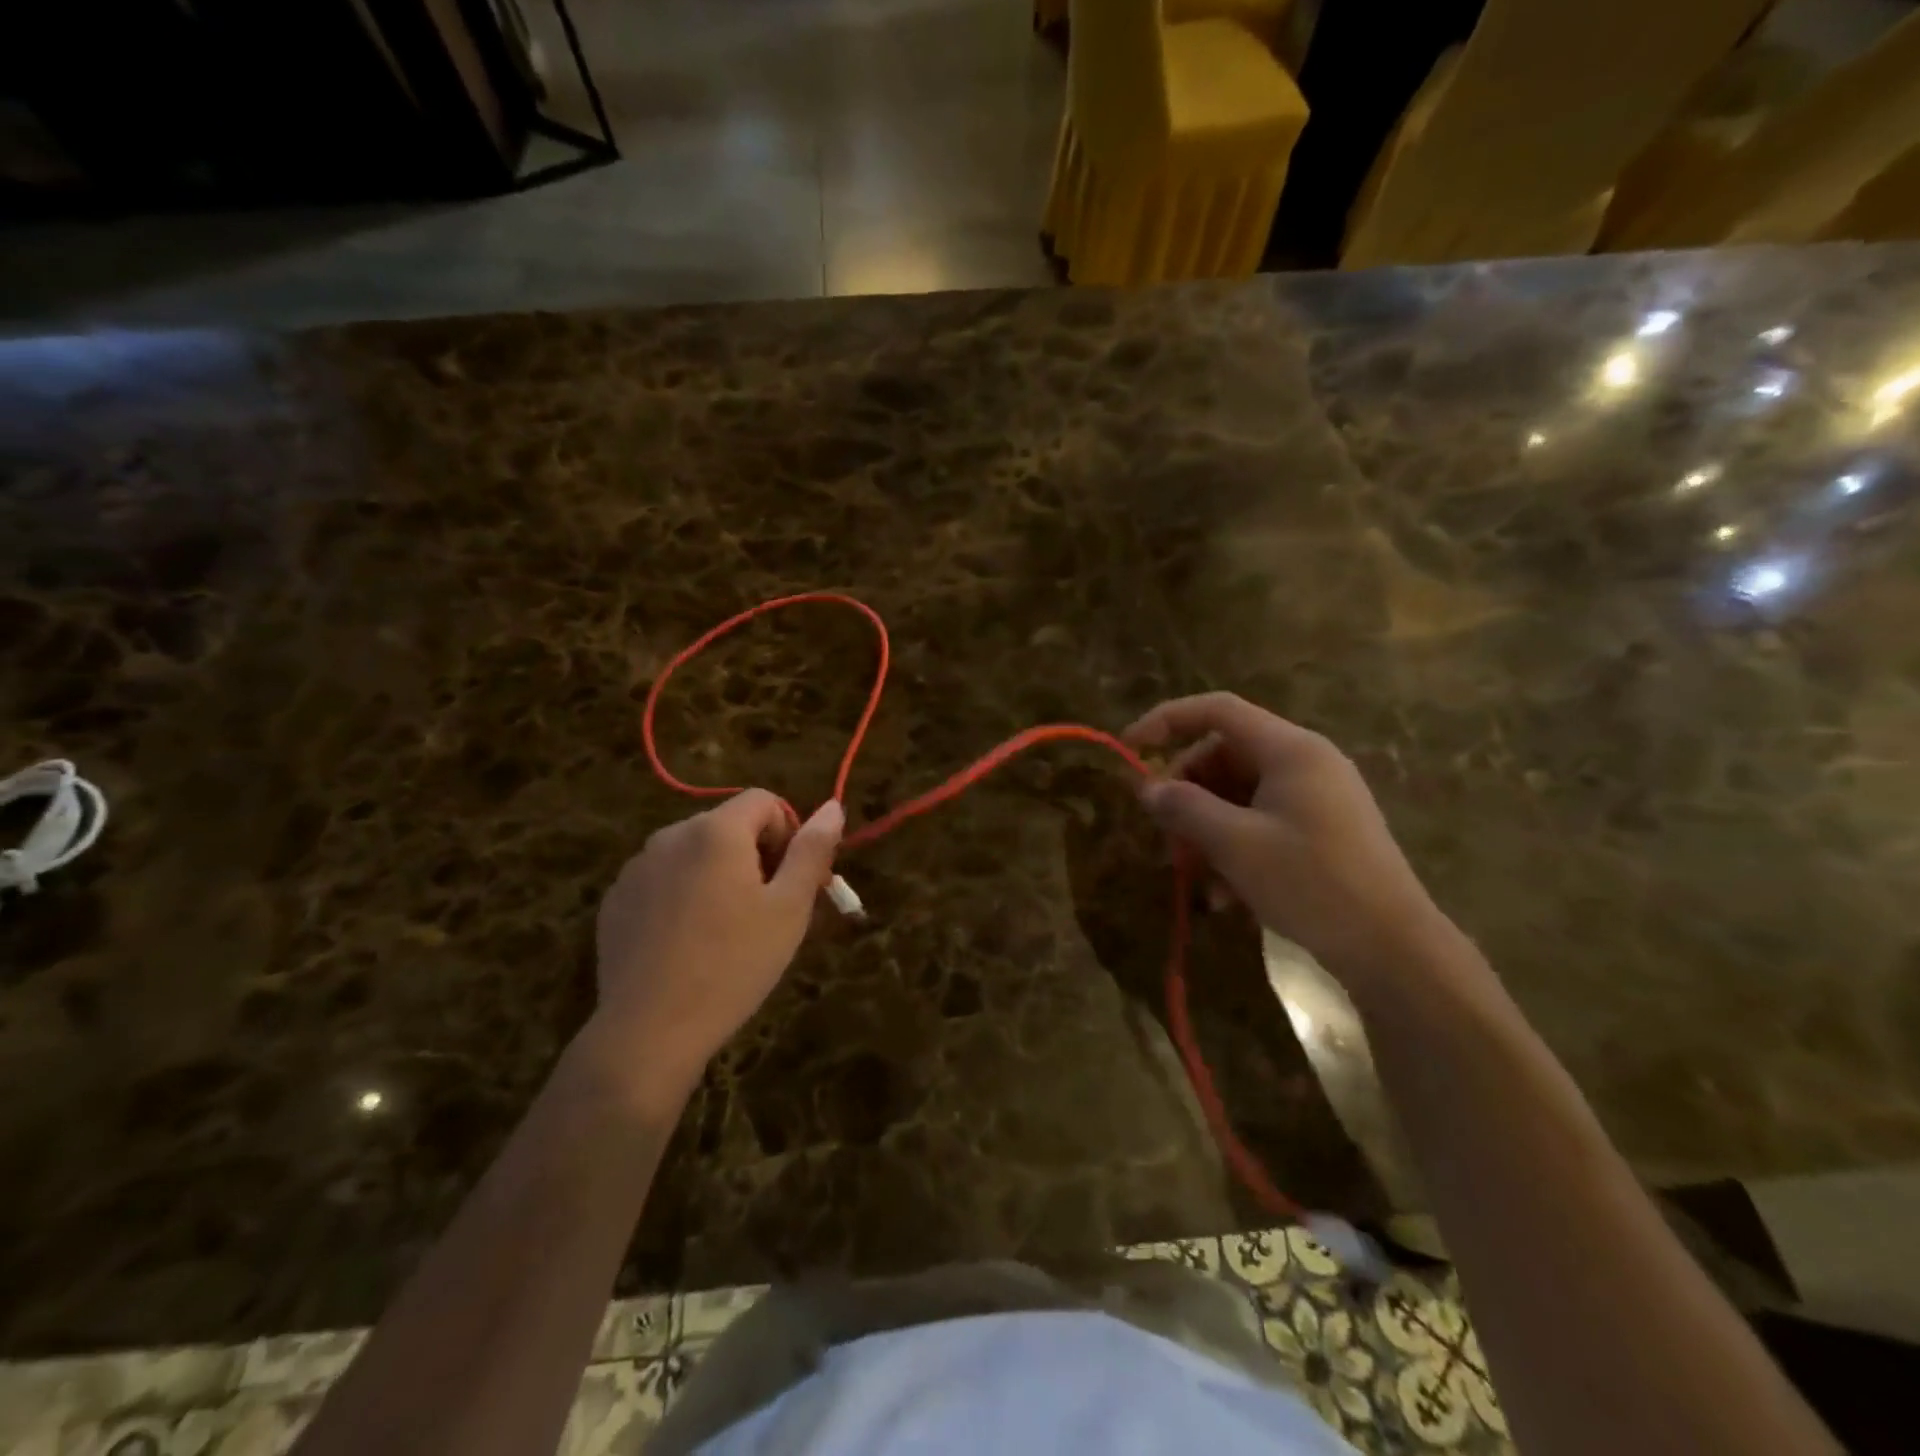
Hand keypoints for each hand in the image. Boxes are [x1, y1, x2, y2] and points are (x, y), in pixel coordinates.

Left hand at [589, 791, 843, 1110]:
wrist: (650, 1032)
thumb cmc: (733, 965)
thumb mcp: (789, 908)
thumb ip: (812, 850)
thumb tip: (833, 806)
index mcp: (716, 831)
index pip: (764, 801)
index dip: (788, 833)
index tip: (791, 881)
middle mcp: (671, 836)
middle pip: (729, 824)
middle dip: (755, 855)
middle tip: (767, 911)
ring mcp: (637, 868)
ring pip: (695, 852)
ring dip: (719, 874)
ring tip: (727, 931)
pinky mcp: (616, 900)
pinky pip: (663, 879)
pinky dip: (684, 895)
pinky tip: (688, 943)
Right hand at [1124, 693, 1464, 995]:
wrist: (1395, 951)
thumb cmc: (1313, 884)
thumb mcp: (1236, 845)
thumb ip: (1185, 808)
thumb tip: (1147, 788)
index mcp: (1290, 750)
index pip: (1217, 711)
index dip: (1167, 721)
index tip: (1129, 749)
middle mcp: (1305, 763)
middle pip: (1223, 757)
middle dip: (1186, 795)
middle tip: (1165, 837)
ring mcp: (1316, 798)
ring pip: (1238, 796)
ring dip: (1206, 831)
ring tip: (1192, 876)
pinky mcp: (1321, 832)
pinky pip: (1261, 824)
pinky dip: (1234, 851)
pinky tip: (1224, 897)